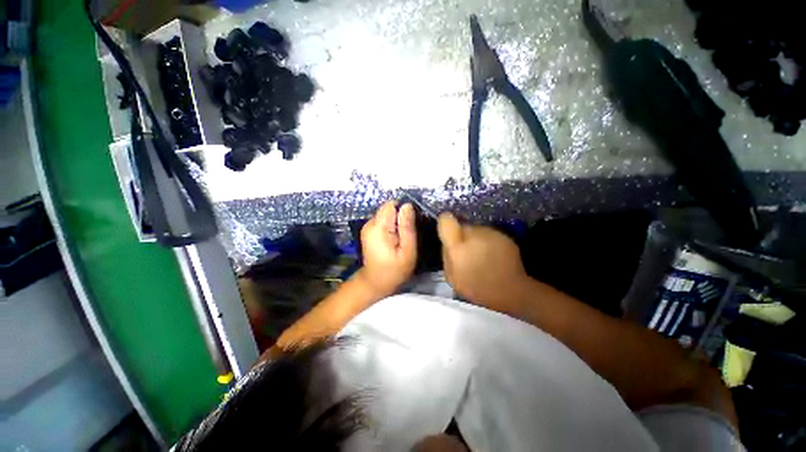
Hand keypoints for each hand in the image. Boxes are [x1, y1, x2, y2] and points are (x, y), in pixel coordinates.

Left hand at [358, 201, 417, 296]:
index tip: (410, 225)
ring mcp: (367, 227)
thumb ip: (407, 227)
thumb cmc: (394, 270)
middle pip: (388, 209)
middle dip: (400, 218)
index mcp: (378, 227)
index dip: (403, 212)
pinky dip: (390, 227)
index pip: (391, 205)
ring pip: (387, 215)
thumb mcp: (407, 251)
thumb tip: (407, 205)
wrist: (376, 283)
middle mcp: (369, 223)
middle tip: (406, 236)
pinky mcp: (369, 230)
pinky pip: (383, 221)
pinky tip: (394, 240)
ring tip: (400, 240)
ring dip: (396, 223)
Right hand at [437, 212, 529, 310]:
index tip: (447, 232)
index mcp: (458, 246)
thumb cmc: (476, 288)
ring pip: (477, 230)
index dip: (445, 222)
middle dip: (462, 236)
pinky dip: (489, 243)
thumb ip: (446, 255)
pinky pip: (490, 235)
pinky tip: (493, 256)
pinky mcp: (504, 236)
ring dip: (476, 239)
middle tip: (466, 251)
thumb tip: (447, 243)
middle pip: (463, 226)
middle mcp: (474, 234)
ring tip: (482, 256)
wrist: (511, 292)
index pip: (446, 220)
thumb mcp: (452, 277)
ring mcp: (491, 233)